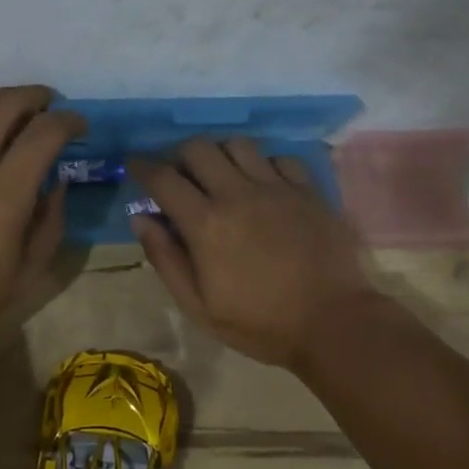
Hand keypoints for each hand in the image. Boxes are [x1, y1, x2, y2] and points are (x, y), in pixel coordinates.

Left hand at [0, 87, 83, 365]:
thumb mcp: (24, 276)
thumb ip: (48, 224)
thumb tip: (56, 185)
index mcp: (4, 195)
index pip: (44, 133)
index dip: (69, 121)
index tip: (79, 126)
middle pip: (4, 104)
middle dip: (35, 96)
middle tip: (48, 106)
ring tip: (8, 132)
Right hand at [130, 139, 382, 367]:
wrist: (333, 323)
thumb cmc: (260, 323)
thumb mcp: (199, 307)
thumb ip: (166, 259)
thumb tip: (141, 218)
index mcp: (206, 224)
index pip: (163, 178)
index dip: (142, 166)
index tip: (134, 165)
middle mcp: (238, 194)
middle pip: (199, 148)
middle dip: (180, 155)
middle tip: (180, 175)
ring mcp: (277, 187)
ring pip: (238, 144)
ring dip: (221, 155)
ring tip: (221, 176)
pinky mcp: (309, 190)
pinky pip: (280, 158)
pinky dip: (264, 165)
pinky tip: (264, 185)